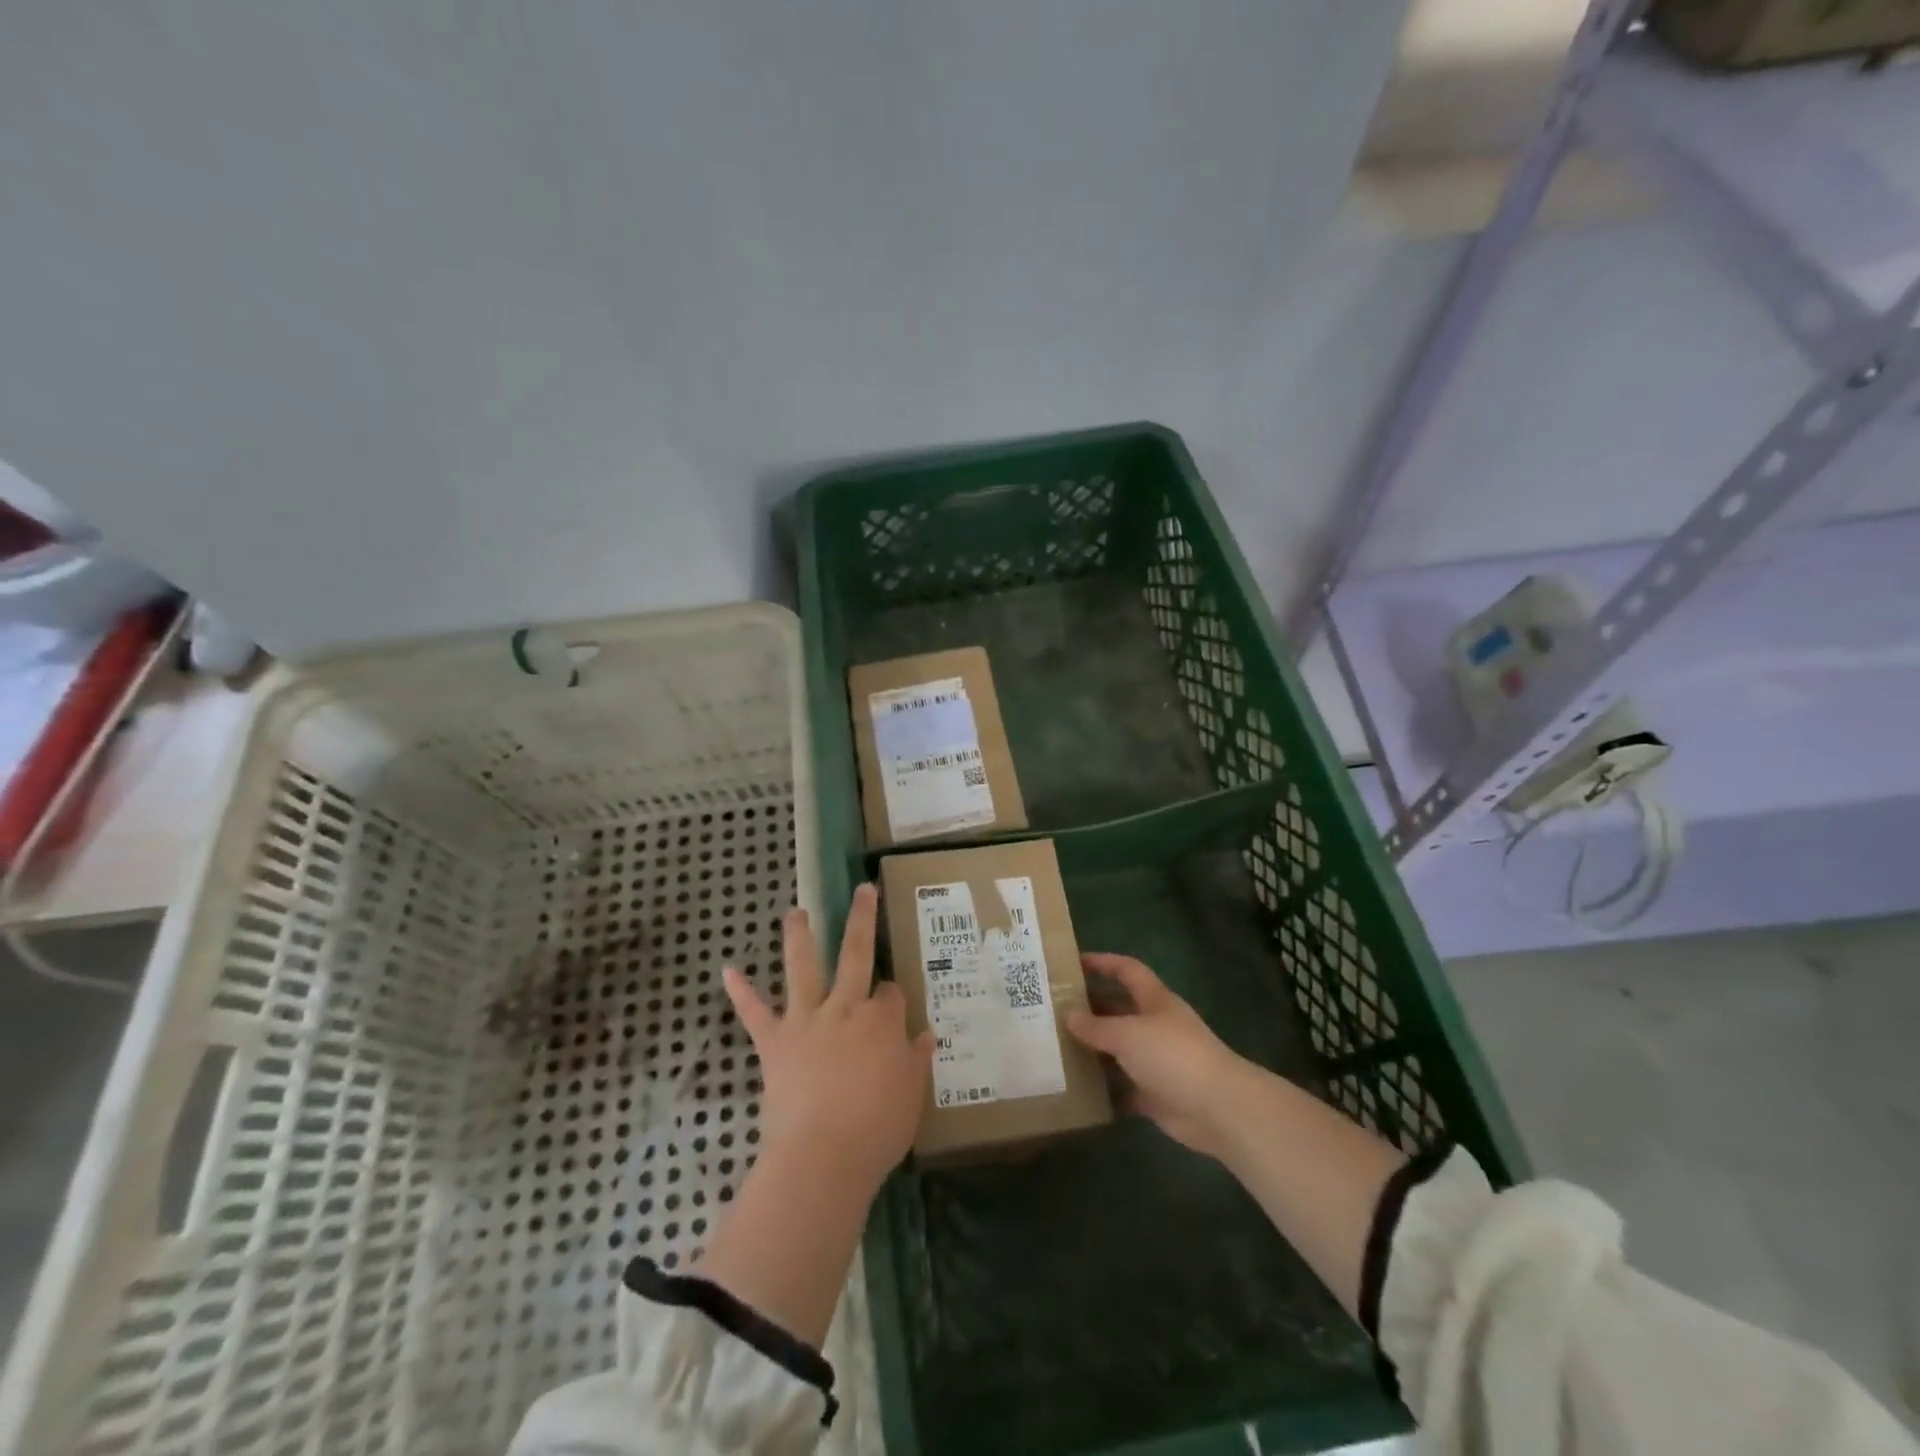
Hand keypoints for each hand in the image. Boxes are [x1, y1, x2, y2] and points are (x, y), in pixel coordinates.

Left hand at [722, 883, 932, 1197]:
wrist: (821, 1156)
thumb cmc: (876, 1129)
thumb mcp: (911, 1095)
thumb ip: (916, 1060)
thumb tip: (925, 1034)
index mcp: (881, 1020)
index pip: (891, 992)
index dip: (892, 997)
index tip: (892, 1009)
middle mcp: (845, 1007)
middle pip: (856, 953)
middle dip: (861, 919)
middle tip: (862, 890)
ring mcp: (806, 1020)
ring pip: (803, 967)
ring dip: (798, 937)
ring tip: (793, 911)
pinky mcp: (774, 1041)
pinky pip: (754, 1012)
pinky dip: (741, 992)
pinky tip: (728, 971)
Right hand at [1067, 953, 1245, 1158]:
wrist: (1217, 1108)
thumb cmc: (1173, 1056)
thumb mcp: (1128, 1034)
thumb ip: (1096, 1027)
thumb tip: (1069, 1015)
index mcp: (1154, 1000)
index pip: (1127, 970)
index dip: (1102, 962)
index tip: (1072, 962)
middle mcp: (1155, 1026)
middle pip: (1119, 1009)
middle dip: (1090, 1007)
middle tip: (1053, 1009)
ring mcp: (1156, 1061)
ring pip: (1119, 1048)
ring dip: (1094, 1048)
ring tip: (1057, 1046)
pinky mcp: (1155, 1093)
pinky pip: (1123, 1086)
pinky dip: (1105, 1087)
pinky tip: (1077, 1087)